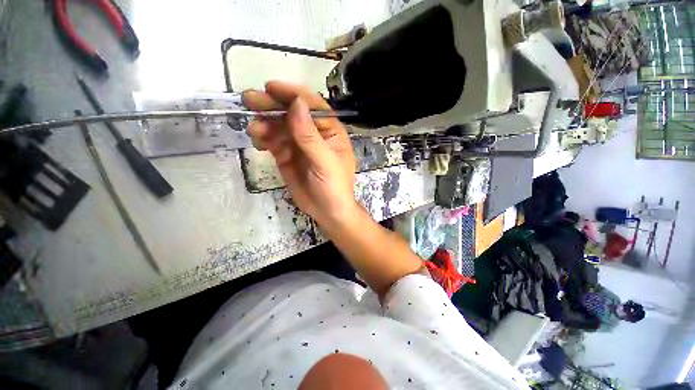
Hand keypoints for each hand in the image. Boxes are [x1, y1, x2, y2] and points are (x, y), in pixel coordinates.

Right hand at [242, 81, 356, 226]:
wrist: (327, 212)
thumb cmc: (334, 187)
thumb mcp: (325, 162)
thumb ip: (309, 135)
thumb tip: (297, 103)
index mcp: (330, 131)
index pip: (312, 106)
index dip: (293, 94)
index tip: (271, 87)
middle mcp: (314, 134)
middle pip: (292, 113)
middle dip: (273, 106)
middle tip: (250, 100)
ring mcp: (299, 145)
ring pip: (280, 127)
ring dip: (265, 124)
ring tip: (255, 130)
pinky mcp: (287, 156)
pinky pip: (273, 142)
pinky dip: (264, 139)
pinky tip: (258, 142)